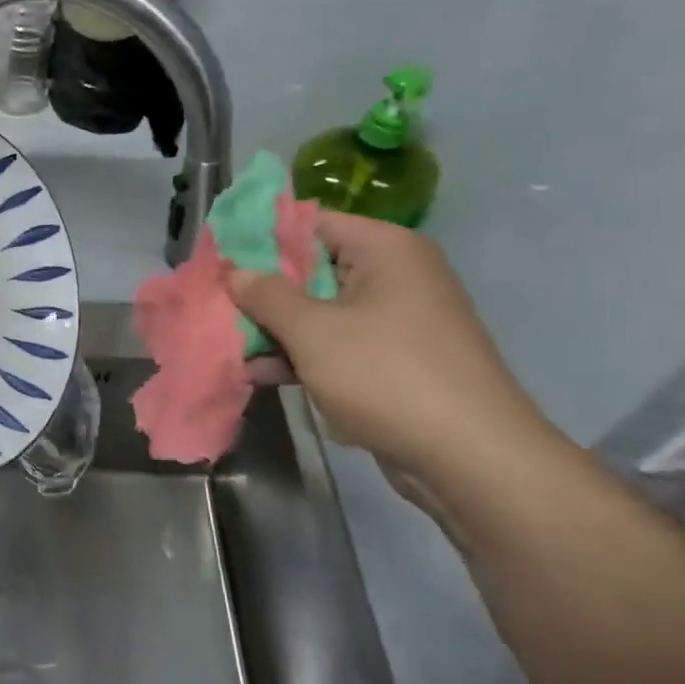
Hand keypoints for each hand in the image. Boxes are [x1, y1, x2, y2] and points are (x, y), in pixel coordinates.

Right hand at [227, 210, 557, 489]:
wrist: (471, 459)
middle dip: (261, 290)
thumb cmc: (387, 375)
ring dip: (274, 328)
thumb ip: (266, 296)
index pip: (310, 223)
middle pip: (310, 269)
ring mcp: (394, 321)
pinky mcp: (391, 361)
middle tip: (213, 300)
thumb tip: (234, 271)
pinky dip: (300, 355)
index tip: (218, 256)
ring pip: (319, 311)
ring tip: (224, 342)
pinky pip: (335, 345)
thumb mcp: (313, 331)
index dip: (260, 237)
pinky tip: (256, 372)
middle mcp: (393, 276)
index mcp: (384, 250)